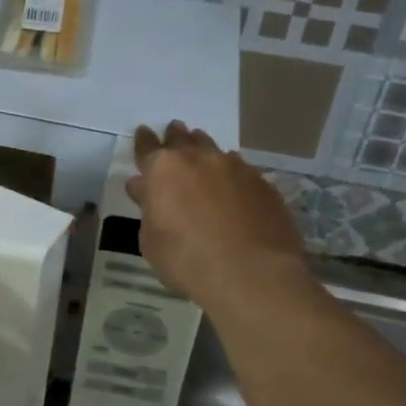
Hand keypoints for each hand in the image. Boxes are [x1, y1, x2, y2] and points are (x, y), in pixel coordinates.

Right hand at [127, 122, 307, 308]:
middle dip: (176, 136)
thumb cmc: (187, 260)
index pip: (147, 147)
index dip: (144, 141)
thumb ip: (148, 208)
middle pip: (184, 139)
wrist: (251, 274)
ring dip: (204, 150)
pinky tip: (232, 184)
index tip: (143, 133)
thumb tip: (144, 188)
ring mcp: (235, 167)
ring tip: (203, 152)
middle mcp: (199, 158)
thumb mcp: (151, 241)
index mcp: (163, 169)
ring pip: (214, 149)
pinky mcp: (263, 183)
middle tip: (174, 131)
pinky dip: (231, 173)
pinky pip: (241, 170)